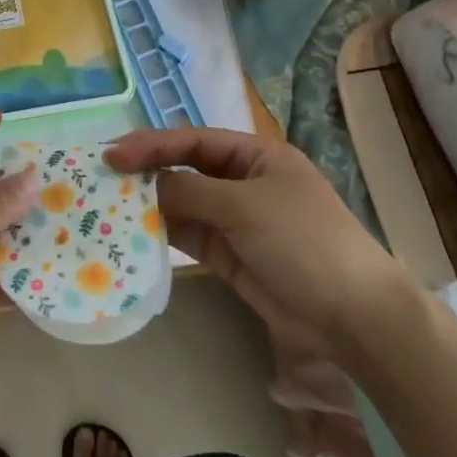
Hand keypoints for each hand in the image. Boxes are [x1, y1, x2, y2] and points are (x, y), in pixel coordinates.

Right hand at [104, 127, 417, 363]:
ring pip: (183, 204)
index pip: (193, 141)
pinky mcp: (230, 256)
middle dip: (147, 172)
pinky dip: (162, 234)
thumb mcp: (245, 206)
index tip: (114, 154)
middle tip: (102, 178)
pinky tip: (134, 234)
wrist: (354, 316)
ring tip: (109, 206)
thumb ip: (190, 193)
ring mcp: (236, 220)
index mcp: (255, 156)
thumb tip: (146, 187)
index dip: (152, 144)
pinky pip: (189, 237)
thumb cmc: (303, 241)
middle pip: (185, 169)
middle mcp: (243, 182)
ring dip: (150, 204)